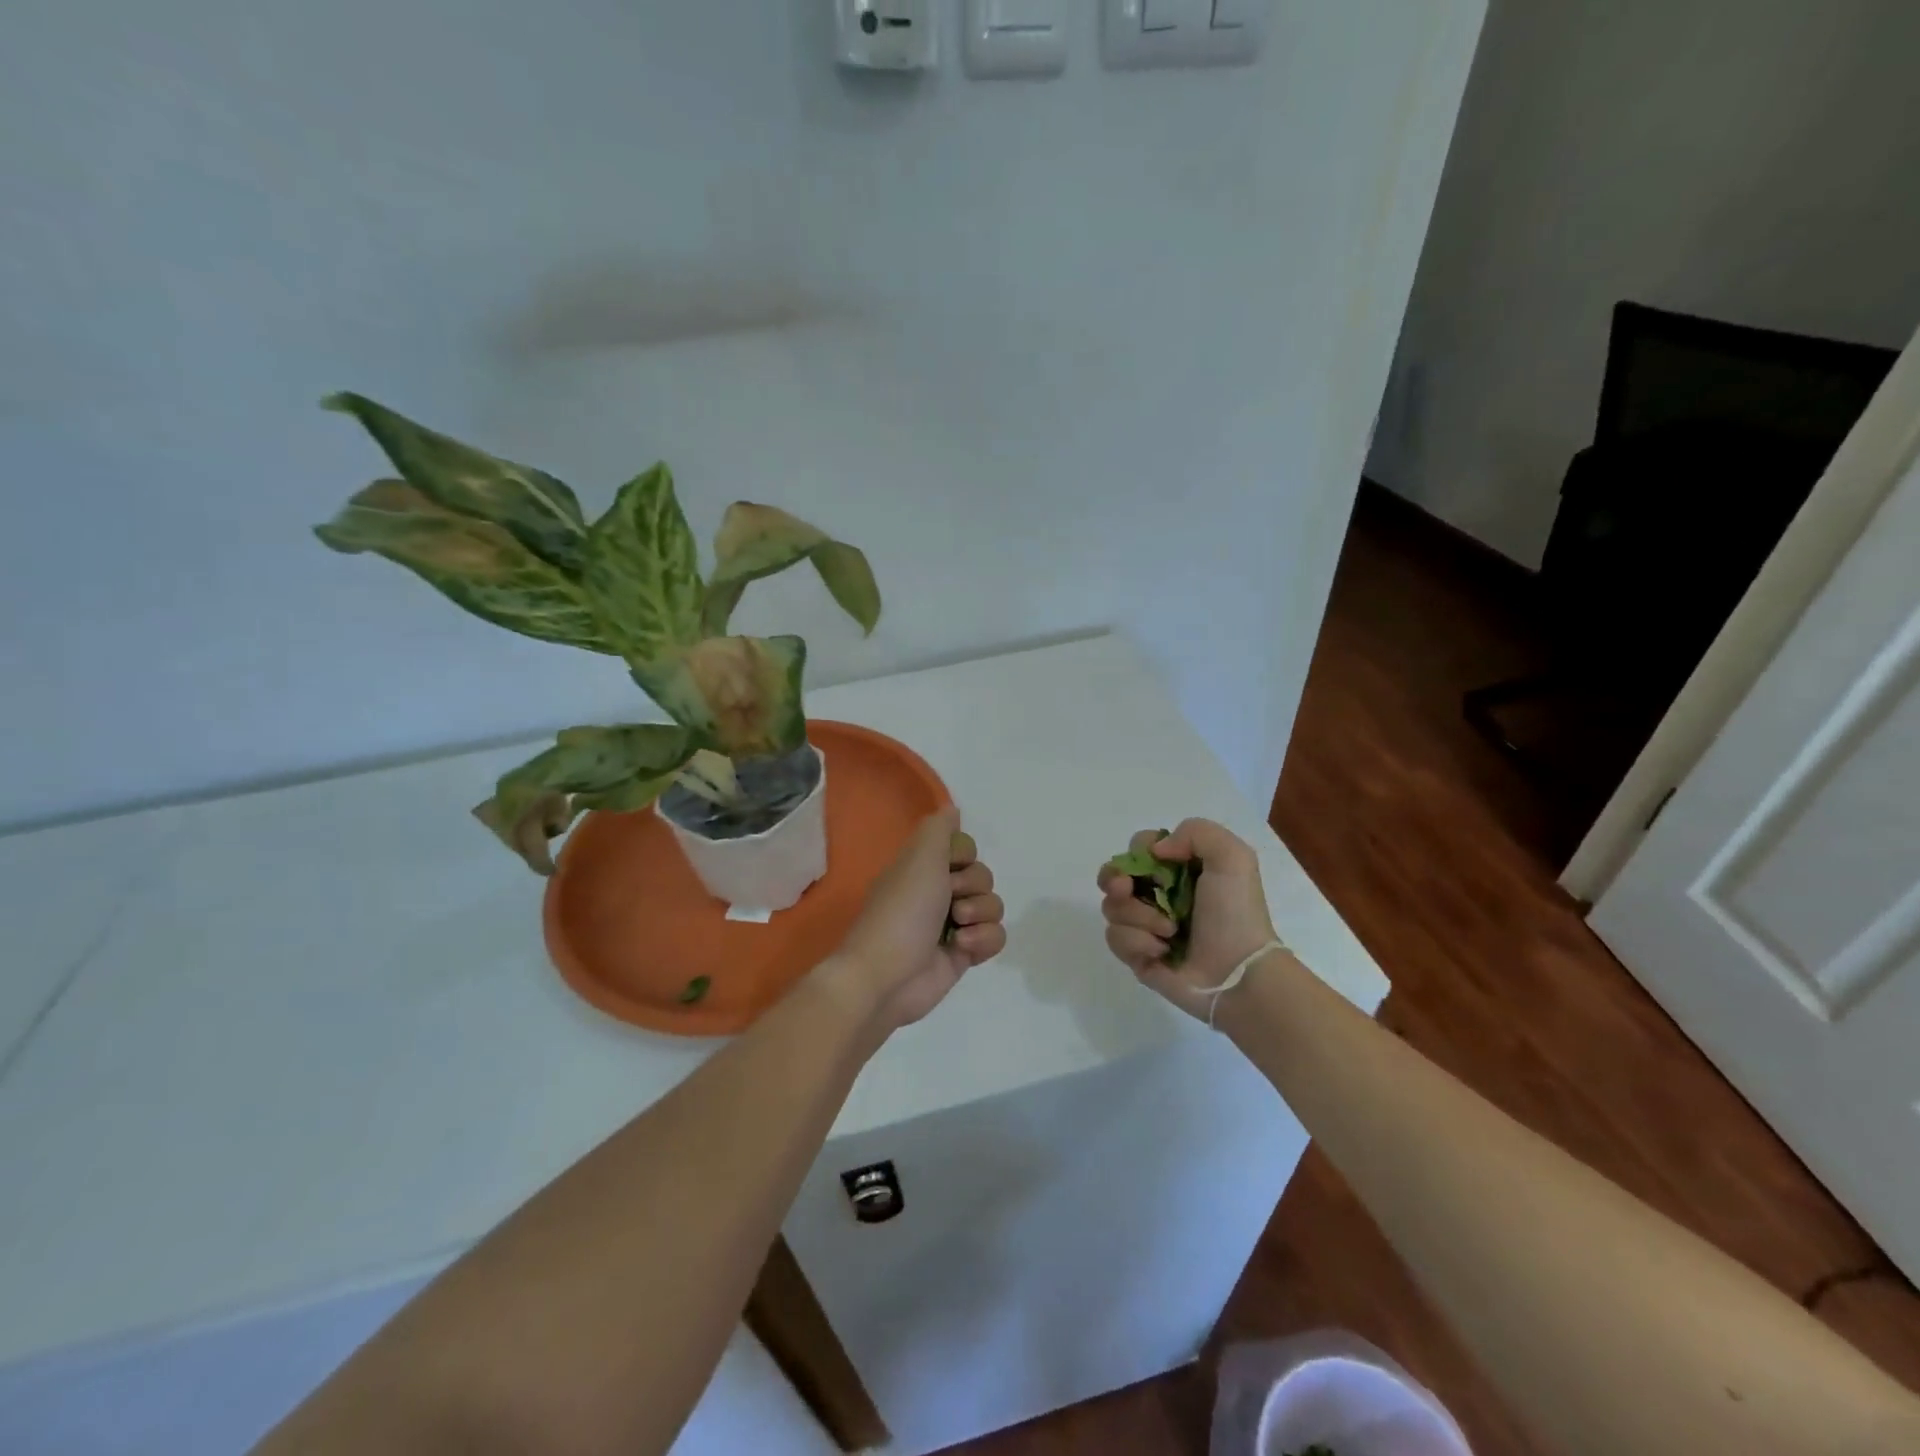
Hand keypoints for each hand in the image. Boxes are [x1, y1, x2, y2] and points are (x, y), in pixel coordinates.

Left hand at [832, 806, 1006, 1032]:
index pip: (965, 847)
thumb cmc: (902, 911)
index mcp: (923, 867)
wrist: (888, 976)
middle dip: (973, 887)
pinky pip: (995, 936)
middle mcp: (939, 892)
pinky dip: (984, 940)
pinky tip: (962, 948)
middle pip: (983, 875)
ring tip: (956, 928)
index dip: (963, 855)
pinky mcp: (964, 954)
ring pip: (993, 905)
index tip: (949, 865)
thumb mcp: (919, 857)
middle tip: (950, 900)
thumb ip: (939, 829)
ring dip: (980, 914)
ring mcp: (953, 924)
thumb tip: (952, 810)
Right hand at [1097, 819, 1277, 1021]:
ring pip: (1111, 907)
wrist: (1238, 973)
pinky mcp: (1137, 954)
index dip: (1138, 851)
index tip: (1154, 861)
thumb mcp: (1232, 857)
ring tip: (1169, 932)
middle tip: (1127, 889)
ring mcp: (1145, 925)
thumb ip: (1195, 831)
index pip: (1138, 848)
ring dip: (1137, 916)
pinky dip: (1137, 942)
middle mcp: (1158, 894)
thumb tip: (1155, 852)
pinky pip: (1115, 938)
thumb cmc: (1235, 913)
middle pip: (1114, 875)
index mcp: (1178, 870)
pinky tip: (1161, 951)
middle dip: (1115, 879)